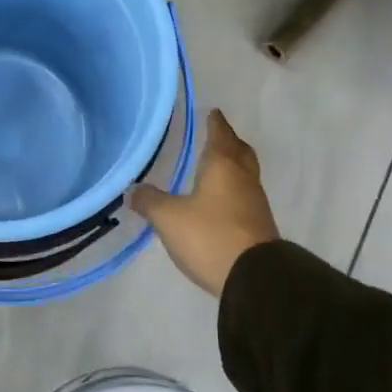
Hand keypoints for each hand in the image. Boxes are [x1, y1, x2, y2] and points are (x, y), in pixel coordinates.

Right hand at [131, 110, 281, 297]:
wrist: (255, 278)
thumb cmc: (210, 235)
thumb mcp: (169, 218)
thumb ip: (150, 201)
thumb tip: (133, 190)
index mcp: (222, 165)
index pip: (220, 135)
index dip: (215, 123)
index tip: (213, 112)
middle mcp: (243, 178)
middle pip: (239, 151)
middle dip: (229, 141)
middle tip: (218, 135)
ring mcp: (255, 203)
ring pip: (244, 174)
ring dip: (233, 167)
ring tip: (216, 168)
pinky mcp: (259, 226)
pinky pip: (245, 197)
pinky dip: (233, 190)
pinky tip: (221, 201)